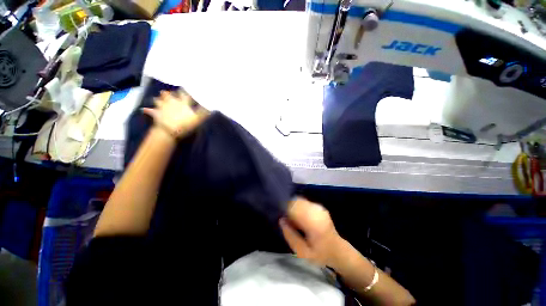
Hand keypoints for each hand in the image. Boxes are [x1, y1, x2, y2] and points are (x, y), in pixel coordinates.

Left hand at [142, 91, 208, 137]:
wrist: (169, 130)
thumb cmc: (185, 124)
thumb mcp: (198, 119)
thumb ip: (204, 112)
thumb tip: (211, 107)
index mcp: (182, 103)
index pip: (185, 94)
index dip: (185, 91)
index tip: (186, 88)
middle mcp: (171, 102)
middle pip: (169, 95)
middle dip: (170, 93)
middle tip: (170, 92)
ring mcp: (162, 107)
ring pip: (159, 100)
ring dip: (159, 98)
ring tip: (158, 97)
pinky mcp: (156, 114)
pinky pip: (150, 111)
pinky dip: (148, 110)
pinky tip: (144, 109)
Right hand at [280, 197, 343, 266]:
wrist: (337, 250)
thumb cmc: (319, 253)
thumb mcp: (302, 252)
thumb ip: (290, 236)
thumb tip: (281, 220)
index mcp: (313, 223)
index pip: (294, 207)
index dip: (286, 210)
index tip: (283, 218)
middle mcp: (316, 211)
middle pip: (297, 201)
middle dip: (289, 208)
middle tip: (289, 221)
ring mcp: (319, 208)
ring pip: (300, 200)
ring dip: (294, 207)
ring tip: (295, 220)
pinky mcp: (320, 207)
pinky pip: (305, 202)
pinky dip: (300, 206)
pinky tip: (301, 217)